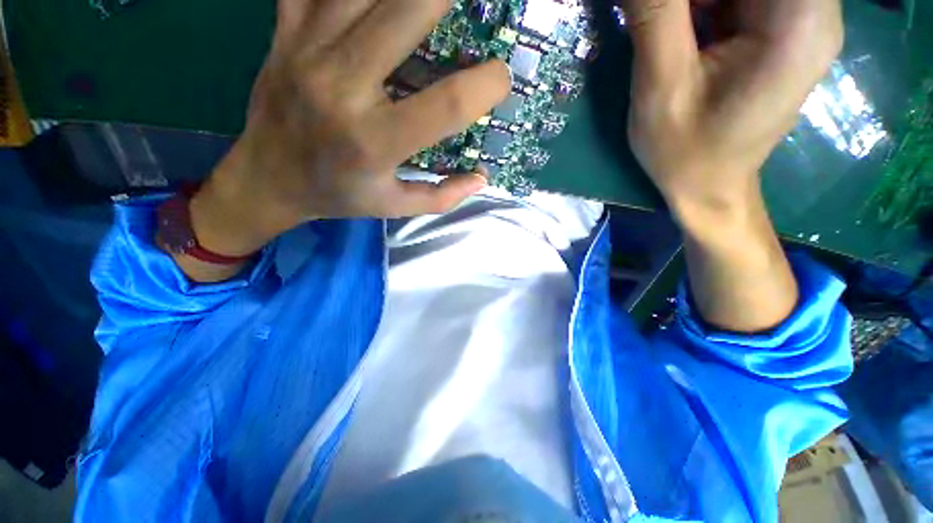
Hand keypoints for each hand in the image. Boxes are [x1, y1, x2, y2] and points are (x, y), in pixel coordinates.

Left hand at [191, 0, 510, 252]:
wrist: (267, 179)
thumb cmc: (339, 197)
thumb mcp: (395, 207)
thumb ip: (442, 196)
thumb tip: (481, 180)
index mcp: (376, 142)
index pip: (446, 103)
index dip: (485, 85)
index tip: (501, 79)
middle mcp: (343, 88)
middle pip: (407, 13)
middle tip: (470, 6)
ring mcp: (308, 50)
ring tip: (430, 4)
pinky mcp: (285, 31)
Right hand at [620, 0, 843, 331]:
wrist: (708, 187)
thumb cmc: (686, 153)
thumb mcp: (661, 89)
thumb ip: (656, 16)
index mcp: (799, 22)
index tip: (666, 12)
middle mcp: (815, 10)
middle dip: (693, 0)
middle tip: (660, 19)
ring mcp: (802, 18)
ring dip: (698, 4)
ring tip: (670, 30)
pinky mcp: (782, 28)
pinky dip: (706, 5)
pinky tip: (687, 25)